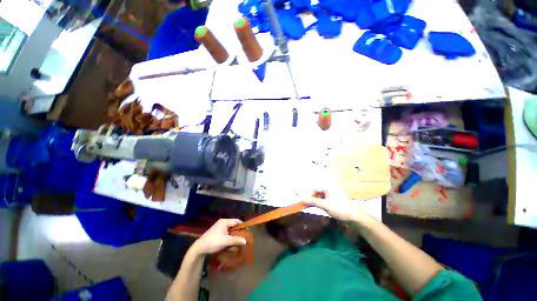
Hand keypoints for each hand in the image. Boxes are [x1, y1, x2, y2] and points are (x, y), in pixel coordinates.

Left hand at [192, 219, 246, 254]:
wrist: (199, 248)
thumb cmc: (213, 242)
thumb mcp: (225, 241)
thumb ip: (236, 240)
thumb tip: (245, 241)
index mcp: (224, 222)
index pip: (236, 221)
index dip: (242, 226)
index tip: (247, 232)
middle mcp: (222, 223)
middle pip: (234, 226)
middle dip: (238, 232)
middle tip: (244, 238)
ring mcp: (219, 228)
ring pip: (230, 231)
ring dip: (234, 236)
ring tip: (238, 242)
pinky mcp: (217, 233)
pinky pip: (226, 234)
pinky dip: (230, 238)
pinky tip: (231, 244)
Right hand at [303, 185, 370, 222]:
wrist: (355, 217)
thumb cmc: (340, 209)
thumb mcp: (325, 205)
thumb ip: (313, 201)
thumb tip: (302, 199)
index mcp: (328, 187)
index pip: (314, 188)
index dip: (308, 194)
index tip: (303, 202)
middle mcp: (329, 188)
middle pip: (316, 191)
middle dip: (310, 197)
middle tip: (304, 205)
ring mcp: (331, 194)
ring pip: (318, 195)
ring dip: (313, 200)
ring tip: (308, 206)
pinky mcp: (332, 199)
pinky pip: (322, 199)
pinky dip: (317, 202)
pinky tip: (314, 206)